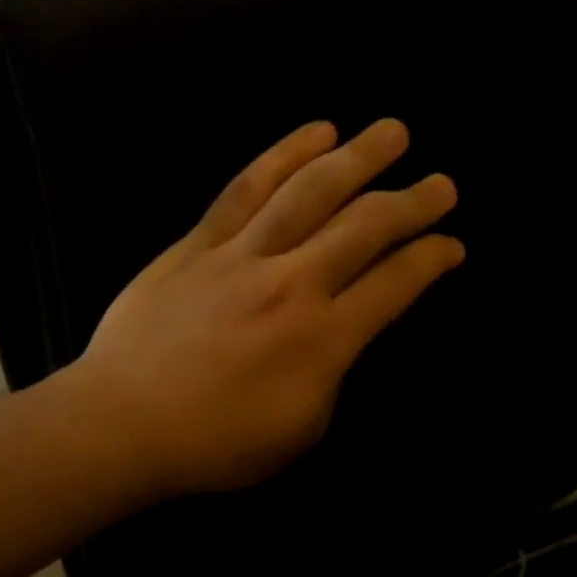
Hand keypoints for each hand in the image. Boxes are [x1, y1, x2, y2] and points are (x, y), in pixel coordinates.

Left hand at [69, 120, 462, 494]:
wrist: (123, 425)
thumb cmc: (216, 444)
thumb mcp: (300, 430)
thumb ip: (331, 375)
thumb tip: (339, 335)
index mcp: (322, 340)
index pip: (395, 285)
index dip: (432, 260)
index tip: (453, 246)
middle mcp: (292, 285)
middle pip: (364, 227)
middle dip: (413, 202)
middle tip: (442, 184)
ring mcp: (241, 257)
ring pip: (310, 192)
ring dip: (358, 158)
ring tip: (392, 132)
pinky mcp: (197, 244)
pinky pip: (246, 188)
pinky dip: (284, 155)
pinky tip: (315, 133)